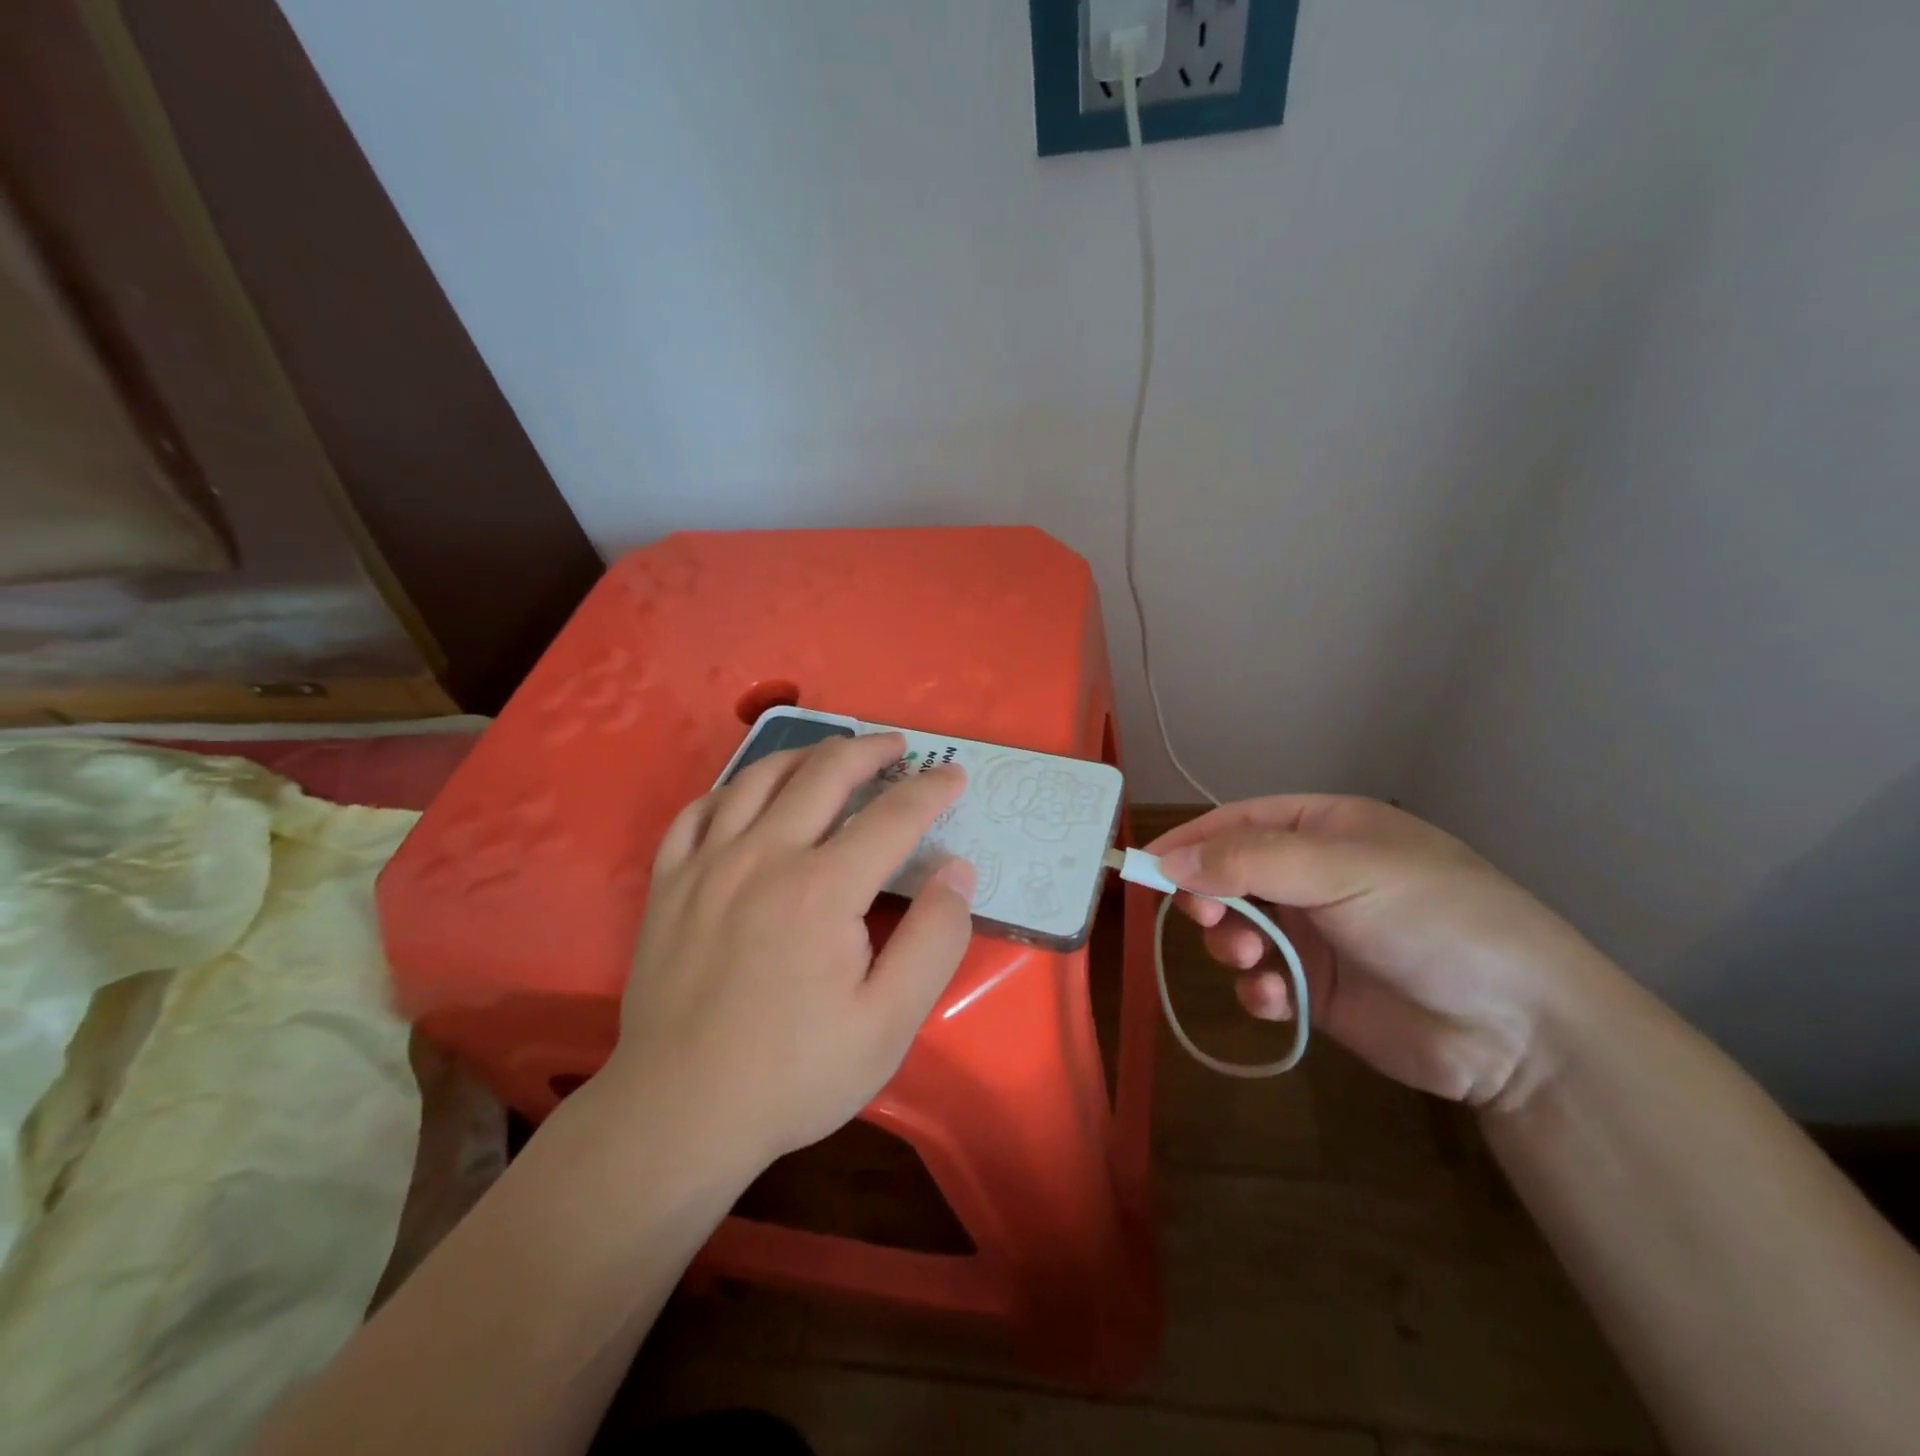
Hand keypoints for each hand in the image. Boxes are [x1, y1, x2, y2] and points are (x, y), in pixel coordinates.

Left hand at [605, 734, 975, 1172]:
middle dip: (870, 751)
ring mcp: (707, 864)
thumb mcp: (888, 1024)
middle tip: (897, 747)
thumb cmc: (794, 1074)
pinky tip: (746, 794)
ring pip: (759, 778)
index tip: (953, 775)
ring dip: (804, 755)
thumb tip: (957, 871)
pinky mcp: (668, 883)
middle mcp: (764, 856)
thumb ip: (934, 941)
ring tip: (831, 754)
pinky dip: (730, 789)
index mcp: (823, 888)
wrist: (679, 1114)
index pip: (892, 816)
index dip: (931, 789)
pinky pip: (696, 811)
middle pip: (824, 774)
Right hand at [1147, 796, 1614, 1107]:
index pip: (1239, 822)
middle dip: (1210, 896)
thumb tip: (1169, 859)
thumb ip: (1249, 860)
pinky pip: (1263, 980)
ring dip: (1232, 944)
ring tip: (1250, 961)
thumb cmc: (1432, 919)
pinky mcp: (1319, 989)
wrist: (1521, 1029)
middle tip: (1205, 918)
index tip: (1147, 867)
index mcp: (1326, 830)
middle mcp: (1315, 877)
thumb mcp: (1342, 871)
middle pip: (1230, 875)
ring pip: (1240, 928)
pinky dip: (1259, 989)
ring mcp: (1316, 934)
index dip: (1192, 840)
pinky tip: (1279, 999)